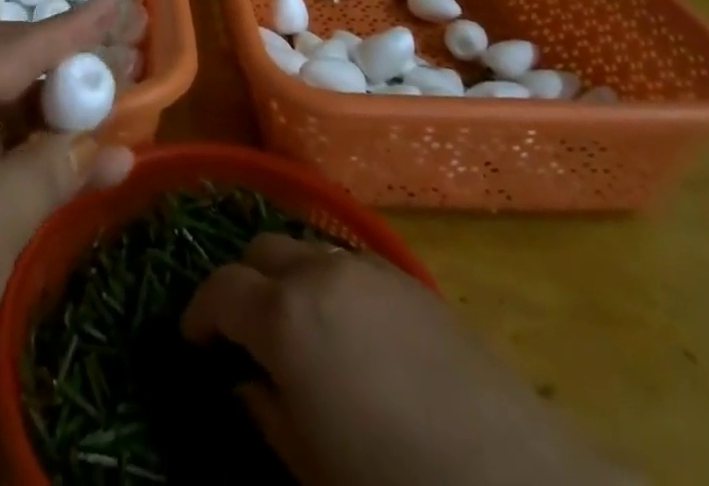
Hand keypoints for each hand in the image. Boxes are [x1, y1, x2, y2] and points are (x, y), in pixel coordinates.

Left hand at [0, 0, 135, 469]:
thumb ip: (50, 170)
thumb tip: (103, 140)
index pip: (15, 50)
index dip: (70, 28)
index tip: (113, 4)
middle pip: (9, 67)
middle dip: (62, 63)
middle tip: (115, 59)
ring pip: (11, 109)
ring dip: (60, 113)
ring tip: (113, 108)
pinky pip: (6, 152)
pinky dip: (46, 155)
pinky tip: (93, 165)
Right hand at [183, 236, 626, 485]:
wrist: (515, 482)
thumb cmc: (394, 485)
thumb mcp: (311, 468)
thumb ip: (266, 414)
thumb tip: (246, 383)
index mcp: (284, 315)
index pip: (221, 289)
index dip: (200, 313)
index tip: (194, 340)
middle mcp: (319, 271)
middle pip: (261, 251)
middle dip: (243, 283)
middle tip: (244, 331)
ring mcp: (368, 268)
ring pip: (305, 247)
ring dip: (287, 276)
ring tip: (298, 327)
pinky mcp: (411, 279)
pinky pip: (350, 262)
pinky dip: (330, 280)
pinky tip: (350, 329)